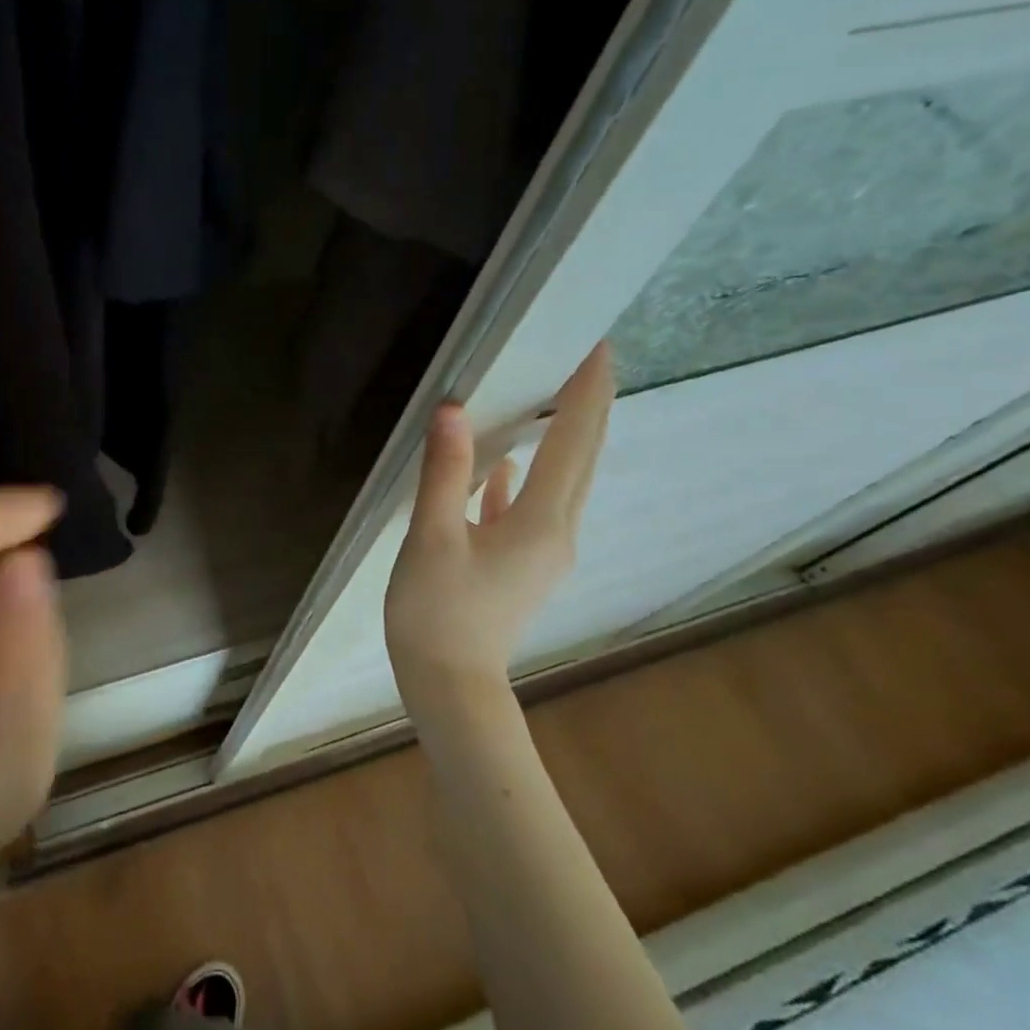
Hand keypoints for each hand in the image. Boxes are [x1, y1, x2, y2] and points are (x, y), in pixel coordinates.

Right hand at [385, 343, 613, 707]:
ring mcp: (543, 550)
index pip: (574, 442)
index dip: (587, 392)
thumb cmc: (436, 611)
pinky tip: (502, 466)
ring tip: (549, 395)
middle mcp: (557, 532)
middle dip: (587, 405)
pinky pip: (533, 505)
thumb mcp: (431, 538)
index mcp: (541, 522)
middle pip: (581, 458)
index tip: (597, 346)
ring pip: (561, 481)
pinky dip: (526, 476)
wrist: (449, 684)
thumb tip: (455, 410)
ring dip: (562, 437)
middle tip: (584, 355)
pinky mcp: (523, 563)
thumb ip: (446, 472)